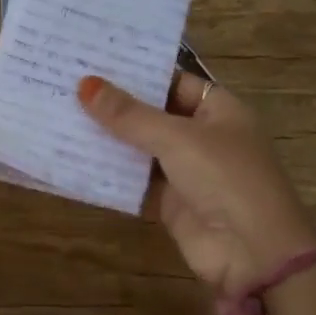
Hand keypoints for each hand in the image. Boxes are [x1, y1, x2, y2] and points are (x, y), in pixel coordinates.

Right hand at [78, 73, 315, 301]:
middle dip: (116, 106)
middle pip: (154, 114)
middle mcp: (203, 136)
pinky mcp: (170, 203)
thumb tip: (85, 84)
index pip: (174, 81)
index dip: (138, 73)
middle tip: (67, 85)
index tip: (95, 61)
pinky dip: (110, 173)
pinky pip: (135, 182)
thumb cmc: (225, 178)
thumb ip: (129, 115)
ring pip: (141, 149)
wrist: (253, 253)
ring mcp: (186, 171)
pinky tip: (73, 158)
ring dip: (109, 139)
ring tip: (61, 116)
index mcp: (219, 110)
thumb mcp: (177, 138)